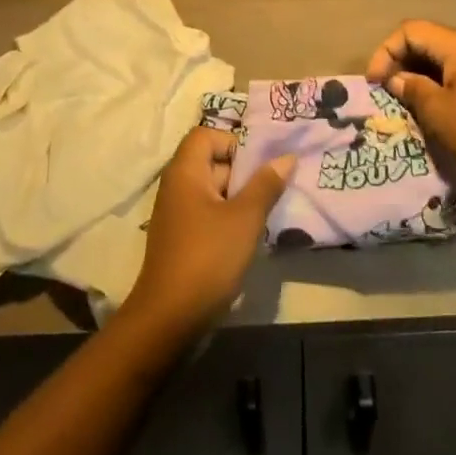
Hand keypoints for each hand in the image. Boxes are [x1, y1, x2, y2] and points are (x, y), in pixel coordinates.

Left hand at [121, 126, 293, 340]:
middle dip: (245, 172)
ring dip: (241, 198)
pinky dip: (230, 219)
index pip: (207, 135)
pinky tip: (251, 237)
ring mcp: (177, 214)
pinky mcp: (182, 239)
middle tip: (275, 188)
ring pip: (214, 191)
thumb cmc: (207, 258)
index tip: (260, 165)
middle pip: (212, 161)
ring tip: (269, 212)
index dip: (234, 142)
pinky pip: (209, 214)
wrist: (169, 319)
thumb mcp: (244, 218)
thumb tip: (286, 157)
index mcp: (184, 171)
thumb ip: (266, 184)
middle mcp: (176, 186)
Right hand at [367, 21, 455, 174]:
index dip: (385, 52)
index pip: (409, 31)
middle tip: (385, 92)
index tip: (375, 83)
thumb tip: (397, 79)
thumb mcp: (438, 112)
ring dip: (416, 76)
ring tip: (403, 102)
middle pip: (423, 42)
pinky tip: (428, 108)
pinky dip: (434, 86)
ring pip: (438, 60)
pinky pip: (453, 75)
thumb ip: (412, 89)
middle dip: (399, 63)